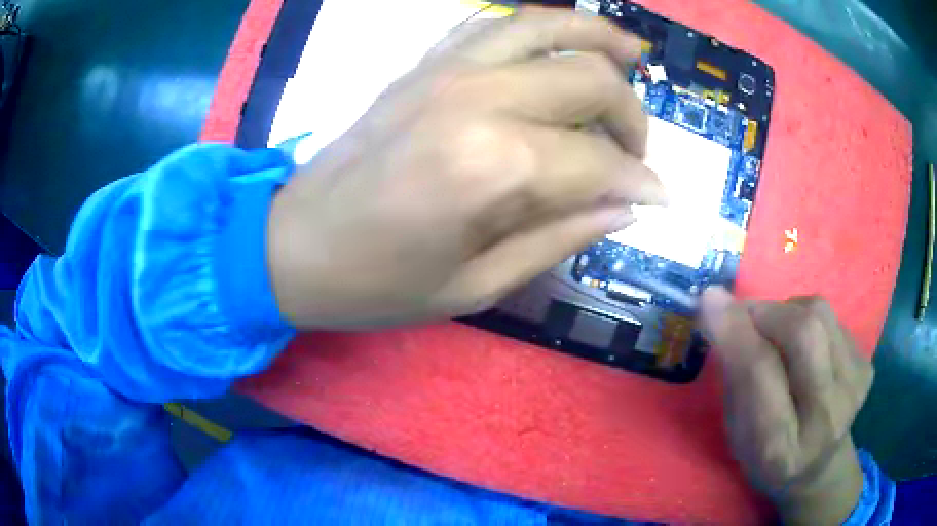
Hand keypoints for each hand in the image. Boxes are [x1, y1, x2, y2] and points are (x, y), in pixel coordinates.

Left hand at [267, 8, 665, 328]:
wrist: (294, 244)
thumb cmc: (379, 282)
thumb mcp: (478, 287)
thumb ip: (562, 238)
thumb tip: (627, 206)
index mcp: (493, 167)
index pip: (600, 162)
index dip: (641, 183)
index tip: (660, 200)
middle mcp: (478, 97)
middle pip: (589, 79)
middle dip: (631, 115)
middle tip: (635, 153)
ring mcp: (446, 69)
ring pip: (548, 26)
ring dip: (599, 37)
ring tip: (632, 54)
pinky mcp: (423, 63)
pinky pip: (493, 21)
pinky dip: (538, 25)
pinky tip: (560, 42)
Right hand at [700, 289, 874, 524]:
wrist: (818, 467)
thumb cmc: (766, 456)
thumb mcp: (736, 432)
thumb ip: (733, 376)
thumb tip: (718, 307)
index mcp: (780, 449)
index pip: (760, 374)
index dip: (736, 331)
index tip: (709, 299)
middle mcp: (825, 418)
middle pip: (804, 333)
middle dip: (767, 313)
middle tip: (745, 317)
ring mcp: (854, 388)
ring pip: (820, 314)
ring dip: (787, 312)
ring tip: (776, 334)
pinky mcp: (866, 366)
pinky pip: (831, 318)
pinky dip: (807, 319)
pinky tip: (803, 346)